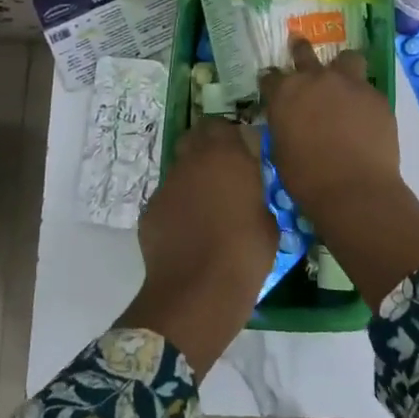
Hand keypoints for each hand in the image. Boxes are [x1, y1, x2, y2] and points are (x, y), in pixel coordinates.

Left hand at [116, 119, 275, 376]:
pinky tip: (188, 235)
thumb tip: (250, 191)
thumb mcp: (268, 219)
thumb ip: (256, 193)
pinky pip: (167, 200)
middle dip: (206, 148)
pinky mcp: (150, 210)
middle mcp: (192, 161)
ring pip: (180, 170)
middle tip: (223, 173)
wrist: (198, 292)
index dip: (229, 136)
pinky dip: (177, 209)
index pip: (221, 125)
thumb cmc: (245, 253)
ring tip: (206, 211)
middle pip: (194, 138)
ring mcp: (166, 185)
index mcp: (225, 155)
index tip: (241, 153)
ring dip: (192, 181)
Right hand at [261, 38, 418, 309]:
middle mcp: (315, 79)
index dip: (271, 82)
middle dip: (300, 50)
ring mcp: (349, 83)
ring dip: (341, 66)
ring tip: (344, 78)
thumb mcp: (281, 150)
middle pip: (304, 52)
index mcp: (284, 93)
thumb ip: (284, 125)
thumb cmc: (306, 179)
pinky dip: (363, 97)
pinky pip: (367, 88)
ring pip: (346, 58)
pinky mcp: (376, 95)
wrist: (354, 190)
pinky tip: (365, 115)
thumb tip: (290, 120)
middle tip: (299, 48)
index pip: (270, 76)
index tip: (272, 86)